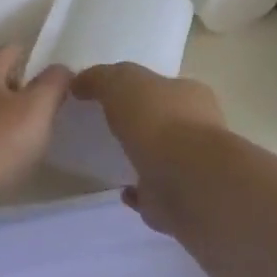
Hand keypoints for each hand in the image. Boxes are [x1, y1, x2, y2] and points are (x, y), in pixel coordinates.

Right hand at [70, 63, 225, 235]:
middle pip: (164, 121)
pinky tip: (121, 190)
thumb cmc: (158, 121)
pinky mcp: (180, 198)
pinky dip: (138, 191)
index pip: (163, 86)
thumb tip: (79, 82)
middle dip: (140, 124)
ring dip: (140, 158)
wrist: (185, 180)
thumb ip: (99, 78)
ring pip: (162, 157)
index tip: (108, 97)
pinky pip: (154, 191)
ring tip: (110, 160)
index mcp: (190, 94)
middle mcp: (198, 128)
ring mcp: (191, 166)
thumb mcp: (120, 82)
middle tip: (107, 127)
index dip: (138, 89)